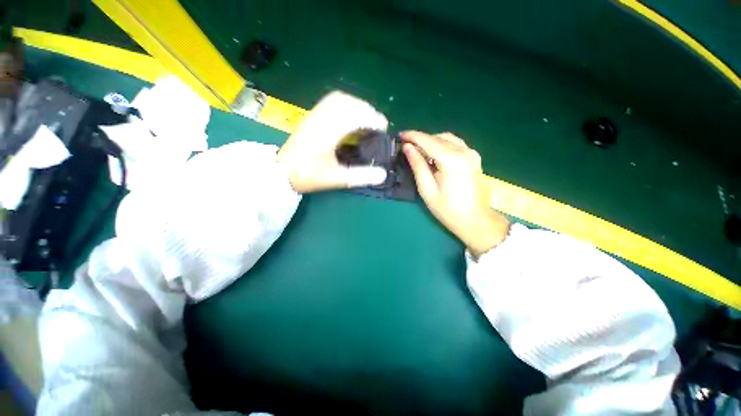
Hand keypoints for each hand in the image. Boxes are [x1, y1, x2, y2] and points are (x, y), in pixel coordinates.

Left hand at [277, 91, 388, 192]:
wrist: (281, 172)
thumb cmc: (307, 176)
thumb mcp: (336, 179)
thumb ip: (360, 176)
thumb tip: (383, 175)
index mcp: (327, 133)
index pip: (353, 116)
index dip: (372, 119)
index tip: (383, 128)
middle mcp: (321, 119)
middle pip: (347, 102)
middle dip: (367, 110)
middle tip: (377, 123)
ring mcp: (314, 115)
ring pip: (339, 99)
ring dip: (356, 104)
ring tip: (366, 118)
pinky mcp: (311, 116)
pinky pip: (330, 101)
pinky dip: (346, 104)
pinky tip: (350, 116)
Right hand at [401, 131, 509, 256]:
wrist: (475, 220)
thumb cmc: (448, 209)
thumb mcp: (427, 189)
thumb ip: (417, 165)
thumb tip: (408, 148)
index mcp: (452, 160)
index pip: (428, 141)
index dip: (413, 136)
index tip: (400, 135)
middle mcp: (464, 151)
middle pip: (438, 137)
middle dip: (421, 139)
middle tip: (407, 146)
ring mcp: (472, 153)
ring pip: (447, 139)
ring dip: (431, 141)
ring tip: (418, 151)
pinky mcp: (474, 158)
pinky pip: (455, 144)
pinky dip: (442, 145)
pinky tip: (434, 155)